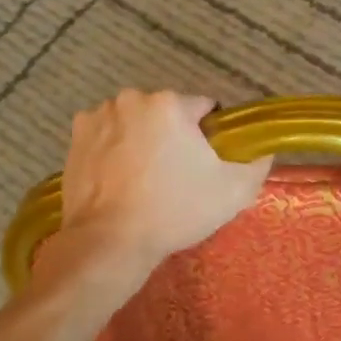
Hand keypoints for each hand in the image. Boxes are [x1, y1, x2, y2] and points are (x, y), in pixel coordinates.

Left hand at [53, 90, 271, 293]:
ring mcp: (99, 116)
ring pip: (135, 122)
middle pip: (165, 113)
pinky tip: (118, 179)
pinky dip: (113, 148)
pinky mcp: (76, 136)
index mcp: (170, 103)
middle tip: (175, 176)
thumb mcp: (233, 192)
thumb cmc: (174, 211)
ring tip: (143, 180)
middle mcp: (133, 99)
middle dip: (172, 135)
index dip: (209, 135)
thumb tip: (264, 149)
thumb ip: (257, 163)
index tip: (206, 163)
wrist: (109, 241)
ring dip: (142, 139)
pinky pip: (107, 135)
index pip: (203, 108)